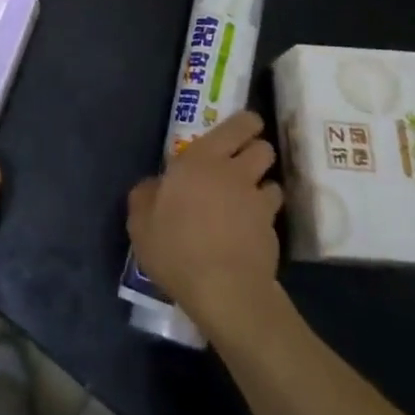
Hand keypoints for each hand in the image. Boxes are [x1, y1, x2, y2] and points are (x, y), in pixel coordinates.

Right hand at [127, 111, 282, 328]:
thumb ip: (146, 195)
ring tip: (248, 201)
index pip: (239, 125)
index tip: (241, 129)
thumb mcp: (141, 222)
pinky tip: (249, 233)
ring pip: (273, 181)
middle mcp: (236, 172)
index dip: (245, 123)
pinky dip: (264, 219)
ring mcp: (258, 202)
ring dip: (263, 186)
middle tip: (242, 163)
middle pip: (264, 148)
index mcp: (202, 159)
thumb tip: (155, 186)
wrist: (224, 290)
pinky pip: (272, 215)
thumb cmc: (176, 247)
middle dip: (257, 150)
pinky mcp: (273, 232)